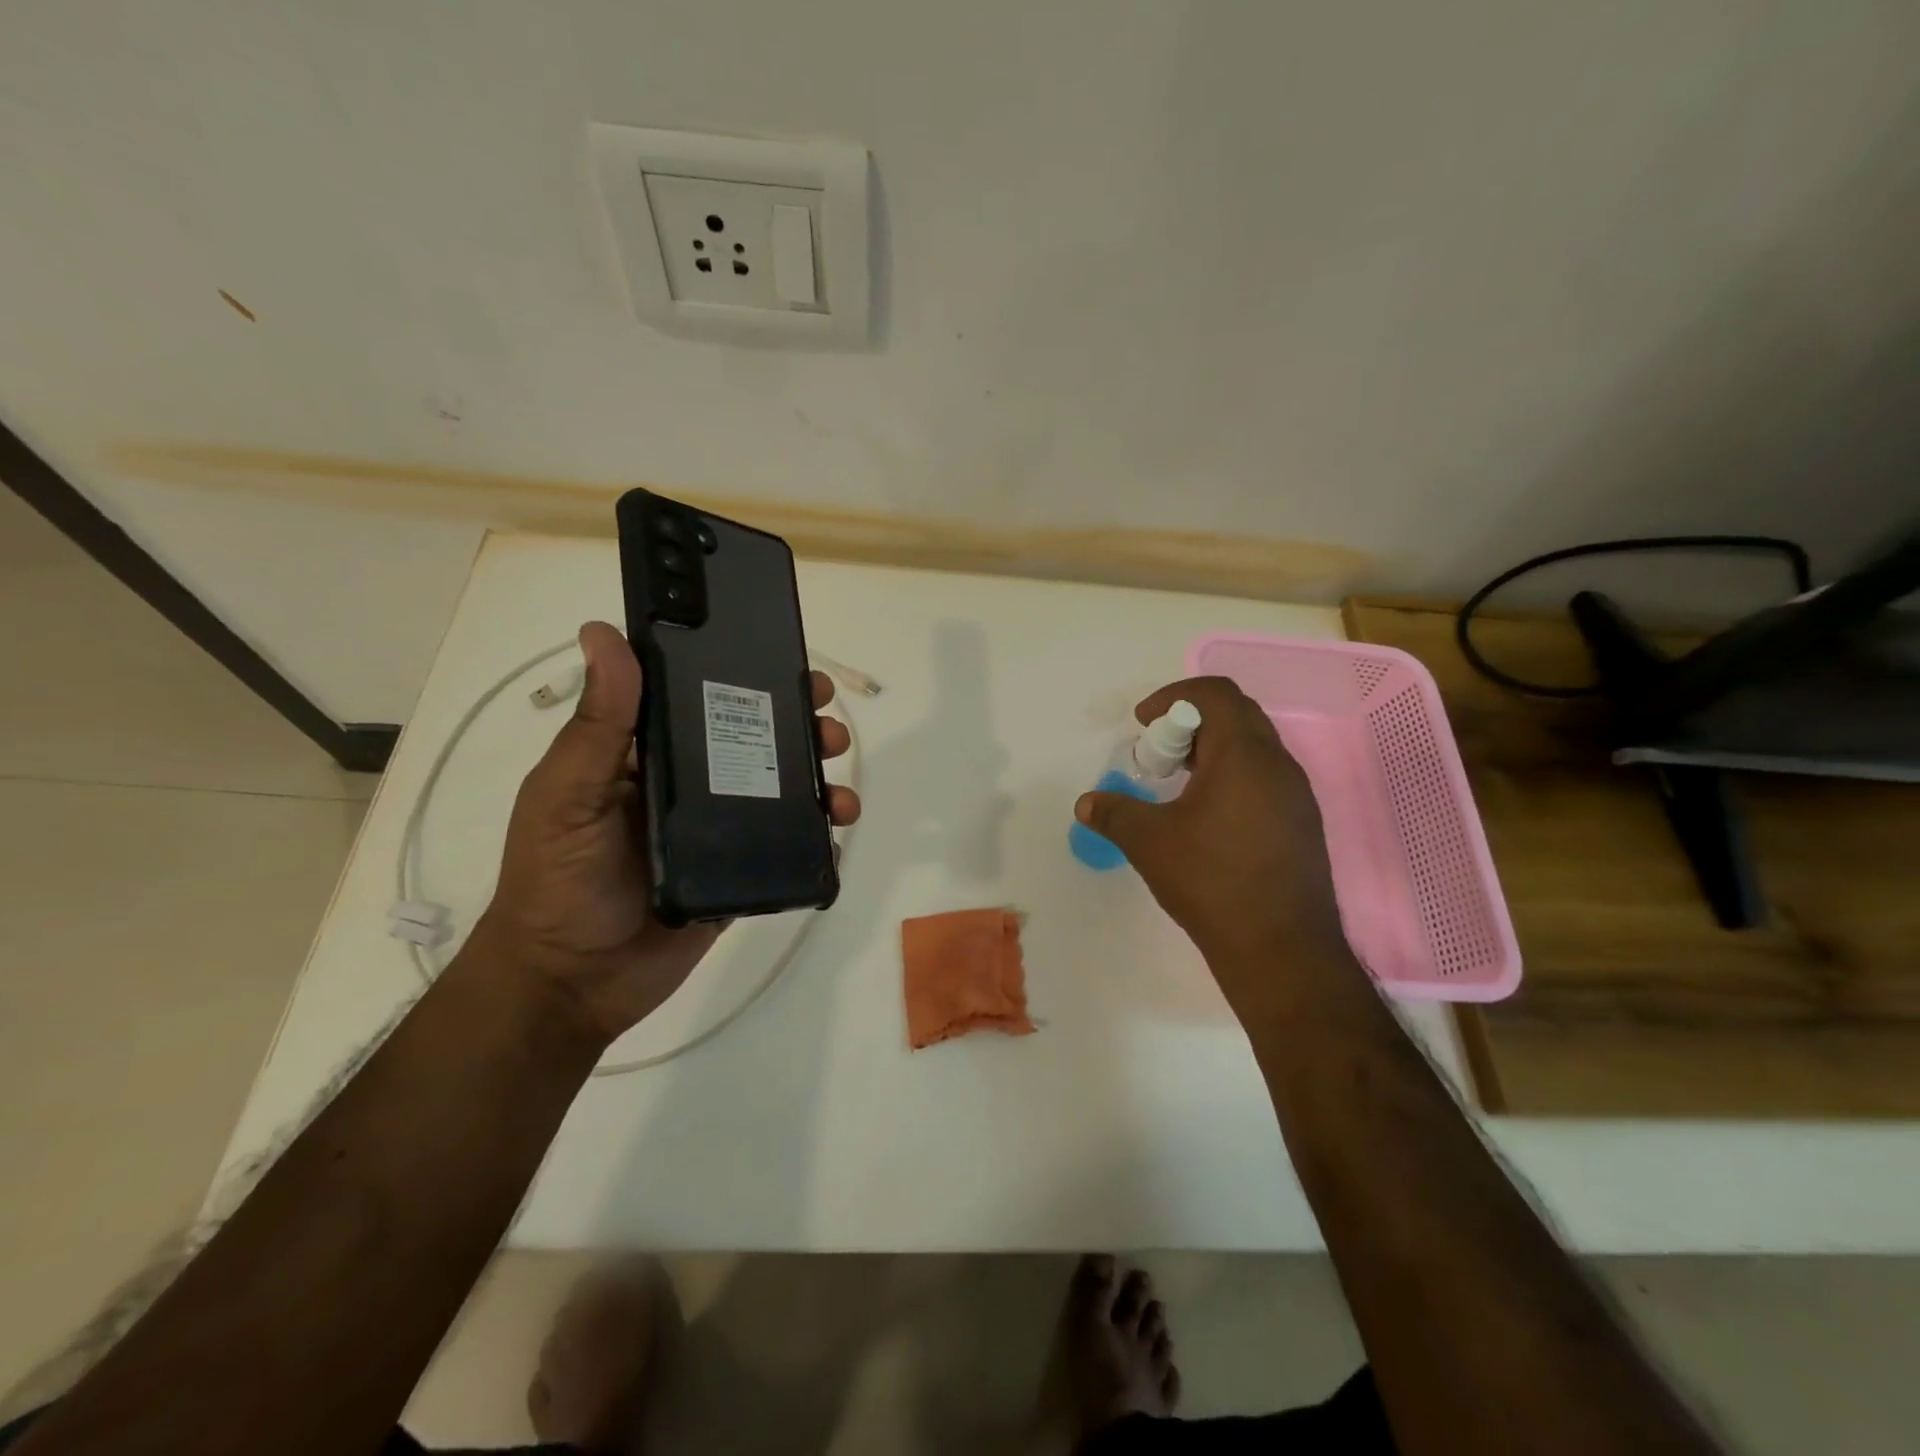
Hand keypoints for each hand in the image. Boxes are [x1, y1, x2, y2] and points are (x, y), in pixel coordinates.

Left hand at [477, 621, 860, 1042]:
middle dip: (798, 726)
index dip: (746, 677)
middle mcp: (687, 785)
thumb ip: (597, 724)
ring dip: (817, 777)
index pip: (702, 700)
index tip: (789, 663)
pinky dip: (818, 832)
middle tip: (829, 725)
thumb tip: (603, 632)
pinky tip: (837, 828)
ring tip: (839, 785)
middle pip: (754, 741)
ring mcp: (717, 830)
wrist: (571, 985)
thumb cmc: (556, 882)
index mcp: (646, 756)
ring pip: (779, 789)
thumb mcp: (566, 795)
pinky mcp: (738, 872)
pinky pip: (787, 843)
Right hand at [1074, 677, 1351, 1013]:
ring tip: (1180, 784)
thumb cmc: (1211, 882)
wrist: (1281, 949)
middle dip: (1191, 722)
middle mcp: (1278, 764)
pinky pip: (1266, 777)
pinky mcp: (1302, 822)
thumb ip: (1114, 813)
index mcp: (1243, 754)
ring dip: (1213, 749)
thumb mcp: (1149, 842)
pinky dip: (1233, 775)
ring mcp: (1297, 794)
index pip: (1215, 693)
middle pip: (1236, 714)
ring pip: (1254, 747)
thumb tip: (1086, 803)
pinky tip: (1209, 816)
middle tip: (1159, 754)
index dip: (1173, 696)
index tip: (1144, 723)